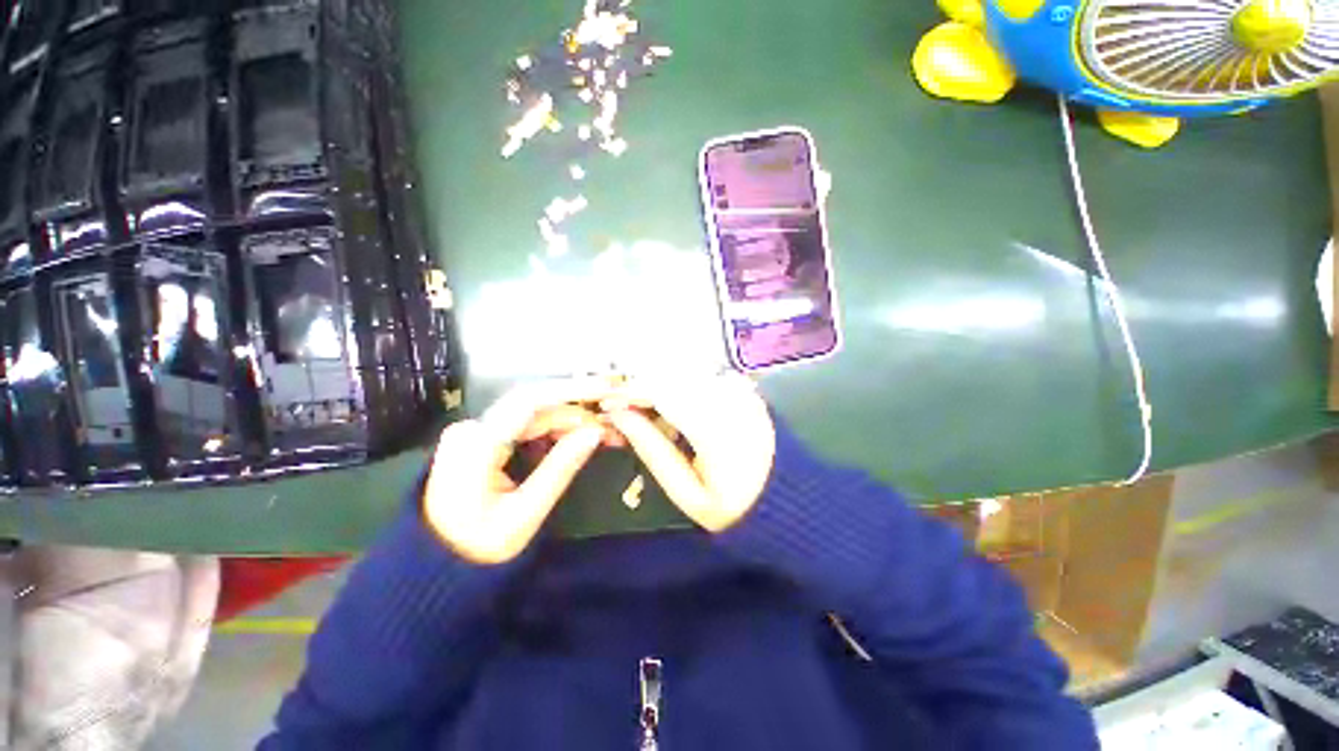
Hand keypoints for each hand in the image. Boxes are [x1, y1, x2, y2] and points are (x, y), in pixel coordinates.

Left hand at [423, 378, 615, 563]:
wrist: (438, 564)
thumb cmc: (479, 546)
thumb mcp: (525, 513)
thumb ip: (560, 468)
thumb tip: (595, 431)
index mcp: (476, 445)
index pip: (529, 402)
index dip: (570, 391)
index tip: (604, 388)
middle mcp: (473, 428)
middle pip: (535, 407)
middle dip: (577, 410)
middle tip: (610, 421)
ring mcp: (478, 431)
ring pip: (535, 414)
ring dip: (570, 420)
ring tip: (601, 432)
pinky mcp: (485, 438)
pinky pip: (528, 425)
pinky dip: (556, 429)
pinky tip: (577, 436)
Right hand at [603, 373, 775, 531]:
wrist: (783, 499)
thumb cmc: (732, 504)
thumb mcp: (687, 494)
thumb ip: (653, 450)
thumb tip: (619, 415)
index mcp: (717, 430)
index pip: (663, 394)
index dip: (630, 393)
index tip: (607, 402)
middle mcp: (731, 401)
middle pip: (672, 376)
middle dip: (641, 387)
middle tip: (622, 409)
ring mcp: (741, 391)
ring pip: (686, 373)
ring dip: (659, 385)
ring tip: (645, 411)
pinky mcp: (744, 388)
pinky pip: (702, 377)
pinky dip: (680, 387)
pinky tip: (674, 409)